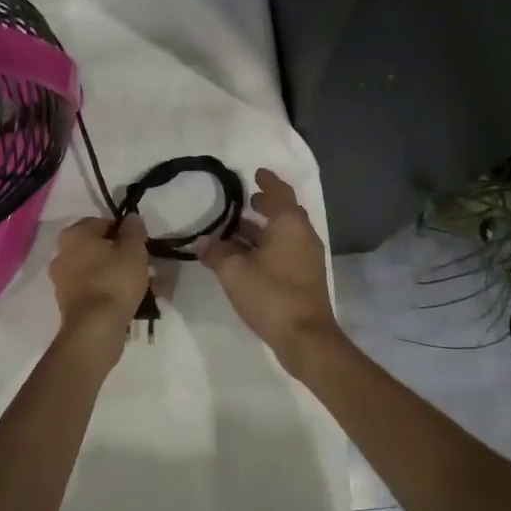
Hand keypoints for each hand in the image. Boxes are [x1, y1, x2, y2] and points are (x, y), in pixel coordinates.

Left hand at [49, 214, 151, 335]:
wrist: (95, 328)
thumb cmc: (114, 281)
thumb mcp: (133, 250)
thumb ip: (133, 229)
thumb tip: (130, 217)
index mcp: (74, 235)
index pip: (102, 223)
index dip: (125, 231)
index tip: (141, 244)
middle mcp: (62, 254)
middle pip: (100, 248)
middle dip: (124, 256)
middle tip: (146, 266)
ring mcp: (63, 280)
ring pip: (99, 271)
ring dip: (121, 275)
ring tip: (148, 287)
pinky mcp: (68, 303)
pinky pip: (95, 289)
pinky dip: (112, 291)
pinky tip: (133, 301)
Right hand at [197, 169, 339, 358]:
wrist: (305, 337)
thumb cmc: (271, 294)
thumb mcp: (234, 271)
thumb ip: (216, 253)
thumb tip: (203, 242)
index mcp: (289, 224)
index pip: (280, 192)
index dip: (268, 182)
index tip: (256, 173)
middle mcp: (302, 236)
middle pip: (284, 212)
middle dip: (264, 205)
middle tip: (243, 201)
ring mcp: (307, 258)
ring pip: (283, 233)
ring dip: (262, 229)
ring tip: (236, 228)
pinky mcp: (304, 277)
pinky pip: (284, 250)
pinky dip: (266, 246)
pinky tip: (245, 256)